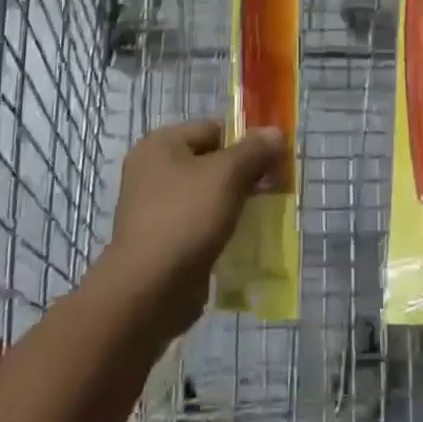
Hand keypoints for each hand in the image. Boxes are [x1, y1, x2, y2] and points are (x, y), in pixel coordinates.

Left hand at [101, 120, 284, 340]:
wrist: (147, 292)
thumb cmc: (185, 219)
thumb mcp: (227, 175)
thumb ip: (254, 150)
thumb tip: (276, 132)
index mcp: (162, 144)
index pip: (215, 129)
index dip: (248, 141)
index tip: (276, 160)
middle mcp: (154, 170)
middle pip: (212, 161)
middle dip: (245, 174)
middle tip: (275, 188)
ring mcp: (156, 207)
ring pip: (208, 194)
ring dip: (236, 202)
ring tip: (265, 214)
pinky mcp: (163, 240)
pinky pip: (201, 223)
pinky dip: (222, 227)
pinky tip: (245, 239)